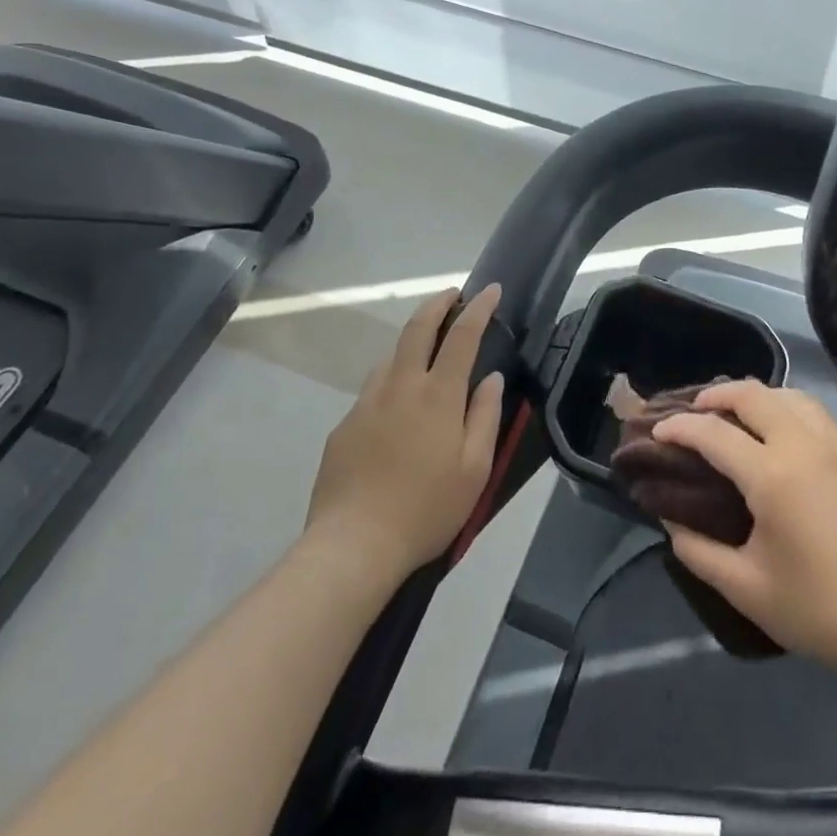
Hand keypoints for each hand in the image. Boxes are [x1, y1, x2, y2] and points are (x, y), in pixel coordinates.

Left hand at [303, 285, 505, 577]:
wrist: (353, 545)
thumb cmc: (426, 509)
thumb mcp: (475, 469)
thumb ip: (485, 416)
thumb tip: (491, 379)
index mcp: (438, 395)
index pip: (462, 335)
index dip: (479, 308)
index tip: (491, 290)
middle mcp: (401, 386)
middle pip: (418, 328)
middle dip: (438, 304)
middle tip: (453, 295)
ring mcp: (367, 403)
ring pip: (391, 356)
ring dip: (412, 341)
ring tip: (427, 349)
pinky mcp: (345, 425)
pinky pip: (373, 390)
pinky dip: (392, 380)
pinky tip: (397, 408)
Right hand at [654, 381, 836, 684]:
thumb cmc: (821, 611)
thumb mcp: (747, 590)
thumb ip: (698, 551)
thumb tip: (669, 518)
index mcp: (772, 475)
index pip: (713, 432)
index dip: (679, 427)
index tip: (658, 431)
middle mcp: (802, 444)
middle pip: (751, 394)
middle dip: (714, 395)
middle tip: (691, 413)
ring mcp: (834, 443)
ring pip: (785, 393)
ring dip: (752, 395)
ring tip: (732, 414)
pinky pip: (811, 408)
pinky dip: (783, 403)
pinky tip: (777, 427)